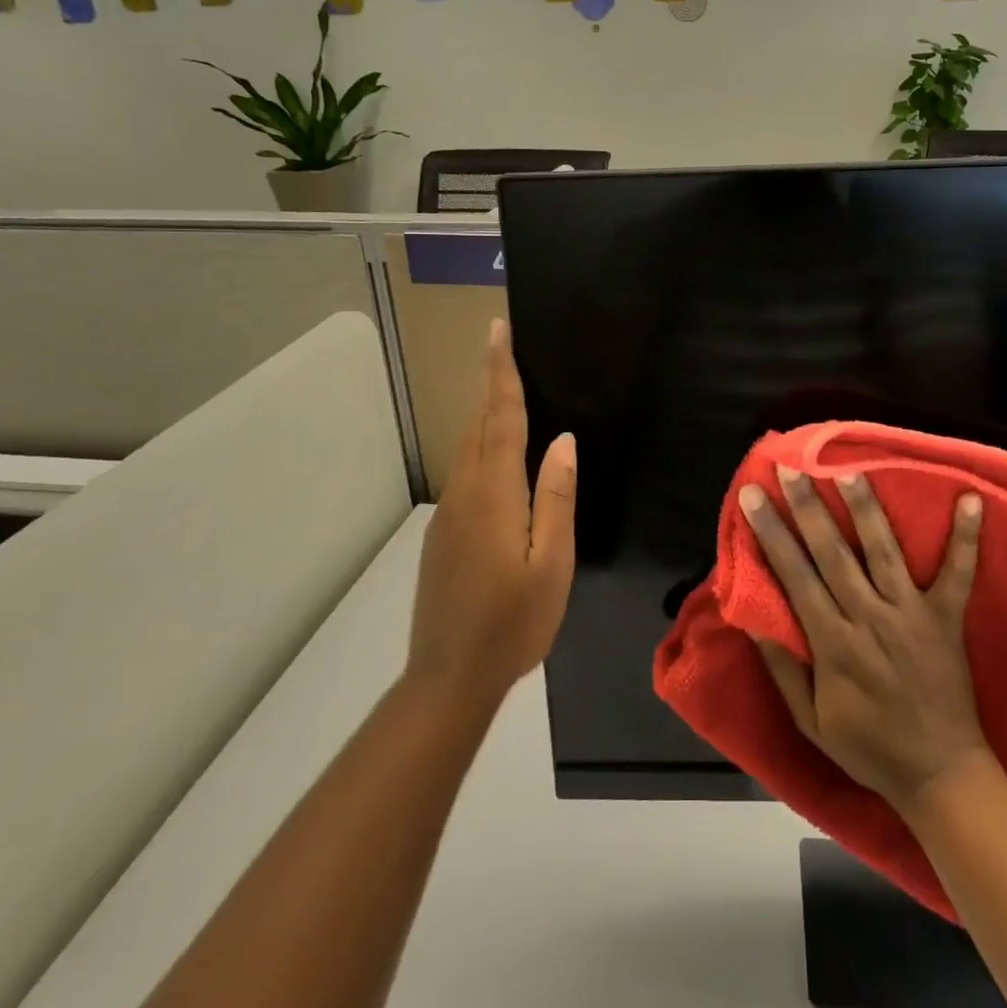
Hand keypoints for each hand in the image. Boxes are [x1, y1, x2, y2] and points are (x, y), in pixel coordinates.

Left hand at [407, 318, 575, 709]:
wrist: (448, 678)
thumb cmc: (513, 622)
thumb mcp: (552, 563)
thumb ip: (556, 497)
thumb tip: (562, 440)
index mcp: (495, 493)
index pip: (501, 417)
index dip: (501, 372)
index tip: (497, 329)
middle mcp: (466, 491)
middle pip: (480, 423)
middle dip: (491, 380)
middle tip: (503, 343)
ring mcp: (449, 512)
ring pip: (469, 446)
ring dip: (487, 411)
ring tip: (507, 387)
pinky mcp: (443, 531)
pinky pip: (466, 471)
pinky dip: (483, 445)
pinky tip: (500, 455)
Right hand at [740, 467, 990, 813]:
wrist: (941, 777)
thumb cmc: (870, 748)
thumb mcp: (811, 721)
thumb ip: (782, 668)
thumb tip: (751, 619)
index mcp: (833, 643)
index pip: (794, 575)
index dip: (771, 533)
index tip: (753, 496)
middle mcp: (869, 618)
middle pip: (832, 552)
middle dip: (807, 507)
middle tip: (789, 468)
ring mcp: (911, 614)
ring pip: (883, 550)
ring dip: (866, 508)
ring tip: (848, 469)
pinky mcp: (946, 618)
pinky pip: (958, 573)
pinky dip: (966, 538)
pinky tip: (971, 499)